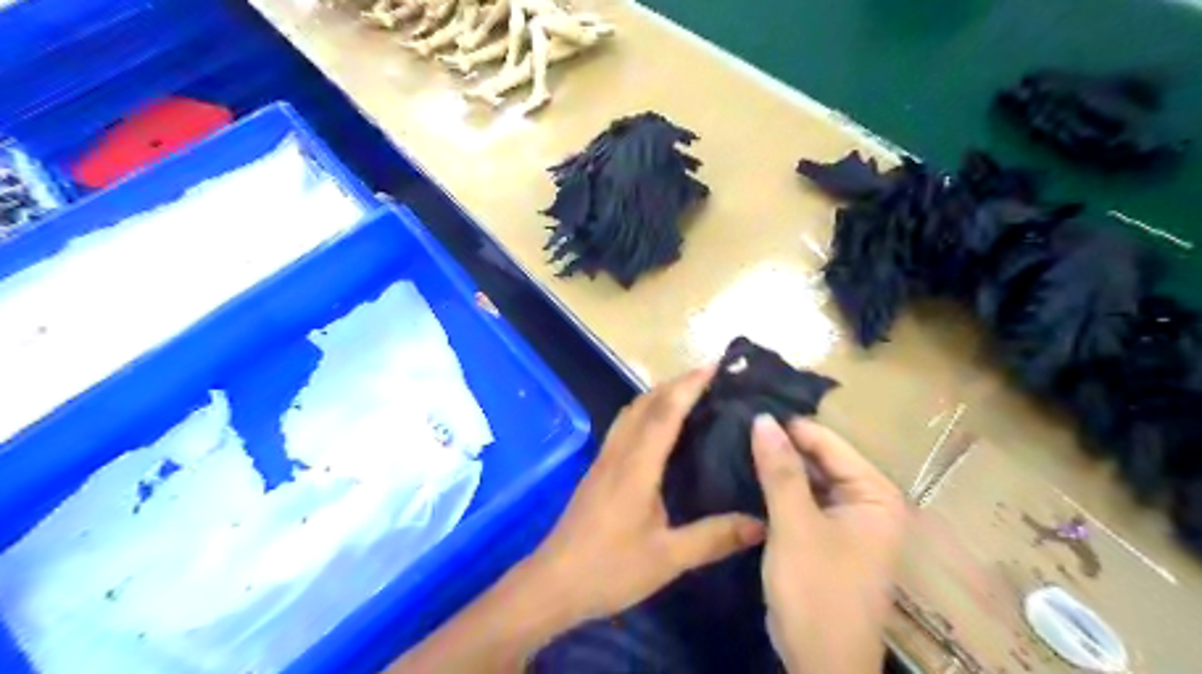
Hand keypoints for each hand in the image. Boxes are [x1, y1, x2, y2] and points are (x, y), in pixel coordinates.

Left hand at [528, 365, 768, 624]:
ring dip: (659, 394)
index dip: (690, 385)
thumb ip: (714, 538)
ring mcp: (604, 459)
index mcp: (637, 466)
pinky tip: (661, 428)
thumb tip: (762, 522)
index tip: (715, 365)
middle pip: (646, 402)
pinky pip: (625, 426)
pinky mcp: (598, 469)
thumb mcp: (668, 558)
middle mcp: (619, 453)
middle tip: (712, 377)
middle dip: (677, 383)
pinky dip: (647, 412)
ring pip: (632, 411)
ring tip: (690, 394)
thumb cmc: (609, 569)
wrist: (553, 583)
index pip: (666, 412)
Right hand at [749, 416, 899, 672]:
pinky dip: (777, 488)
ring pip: (807, 479)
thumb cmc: (816, 592)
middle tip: (734, 422)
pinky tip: (745, 473)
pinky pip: (801, 499)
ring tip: (733, 440)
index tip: (746, 407)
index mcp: (875, 494)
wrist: (820, 665)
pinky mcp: (825, 535)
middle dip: (780, 444)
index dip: (788, 425)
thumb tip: (762, 418)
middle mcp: (866, 501)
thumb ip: (780, 471)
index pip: (828, 444)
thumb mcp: (795, 526)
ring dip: (775, 465)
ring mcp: (846, 520)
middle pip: (818, 459)